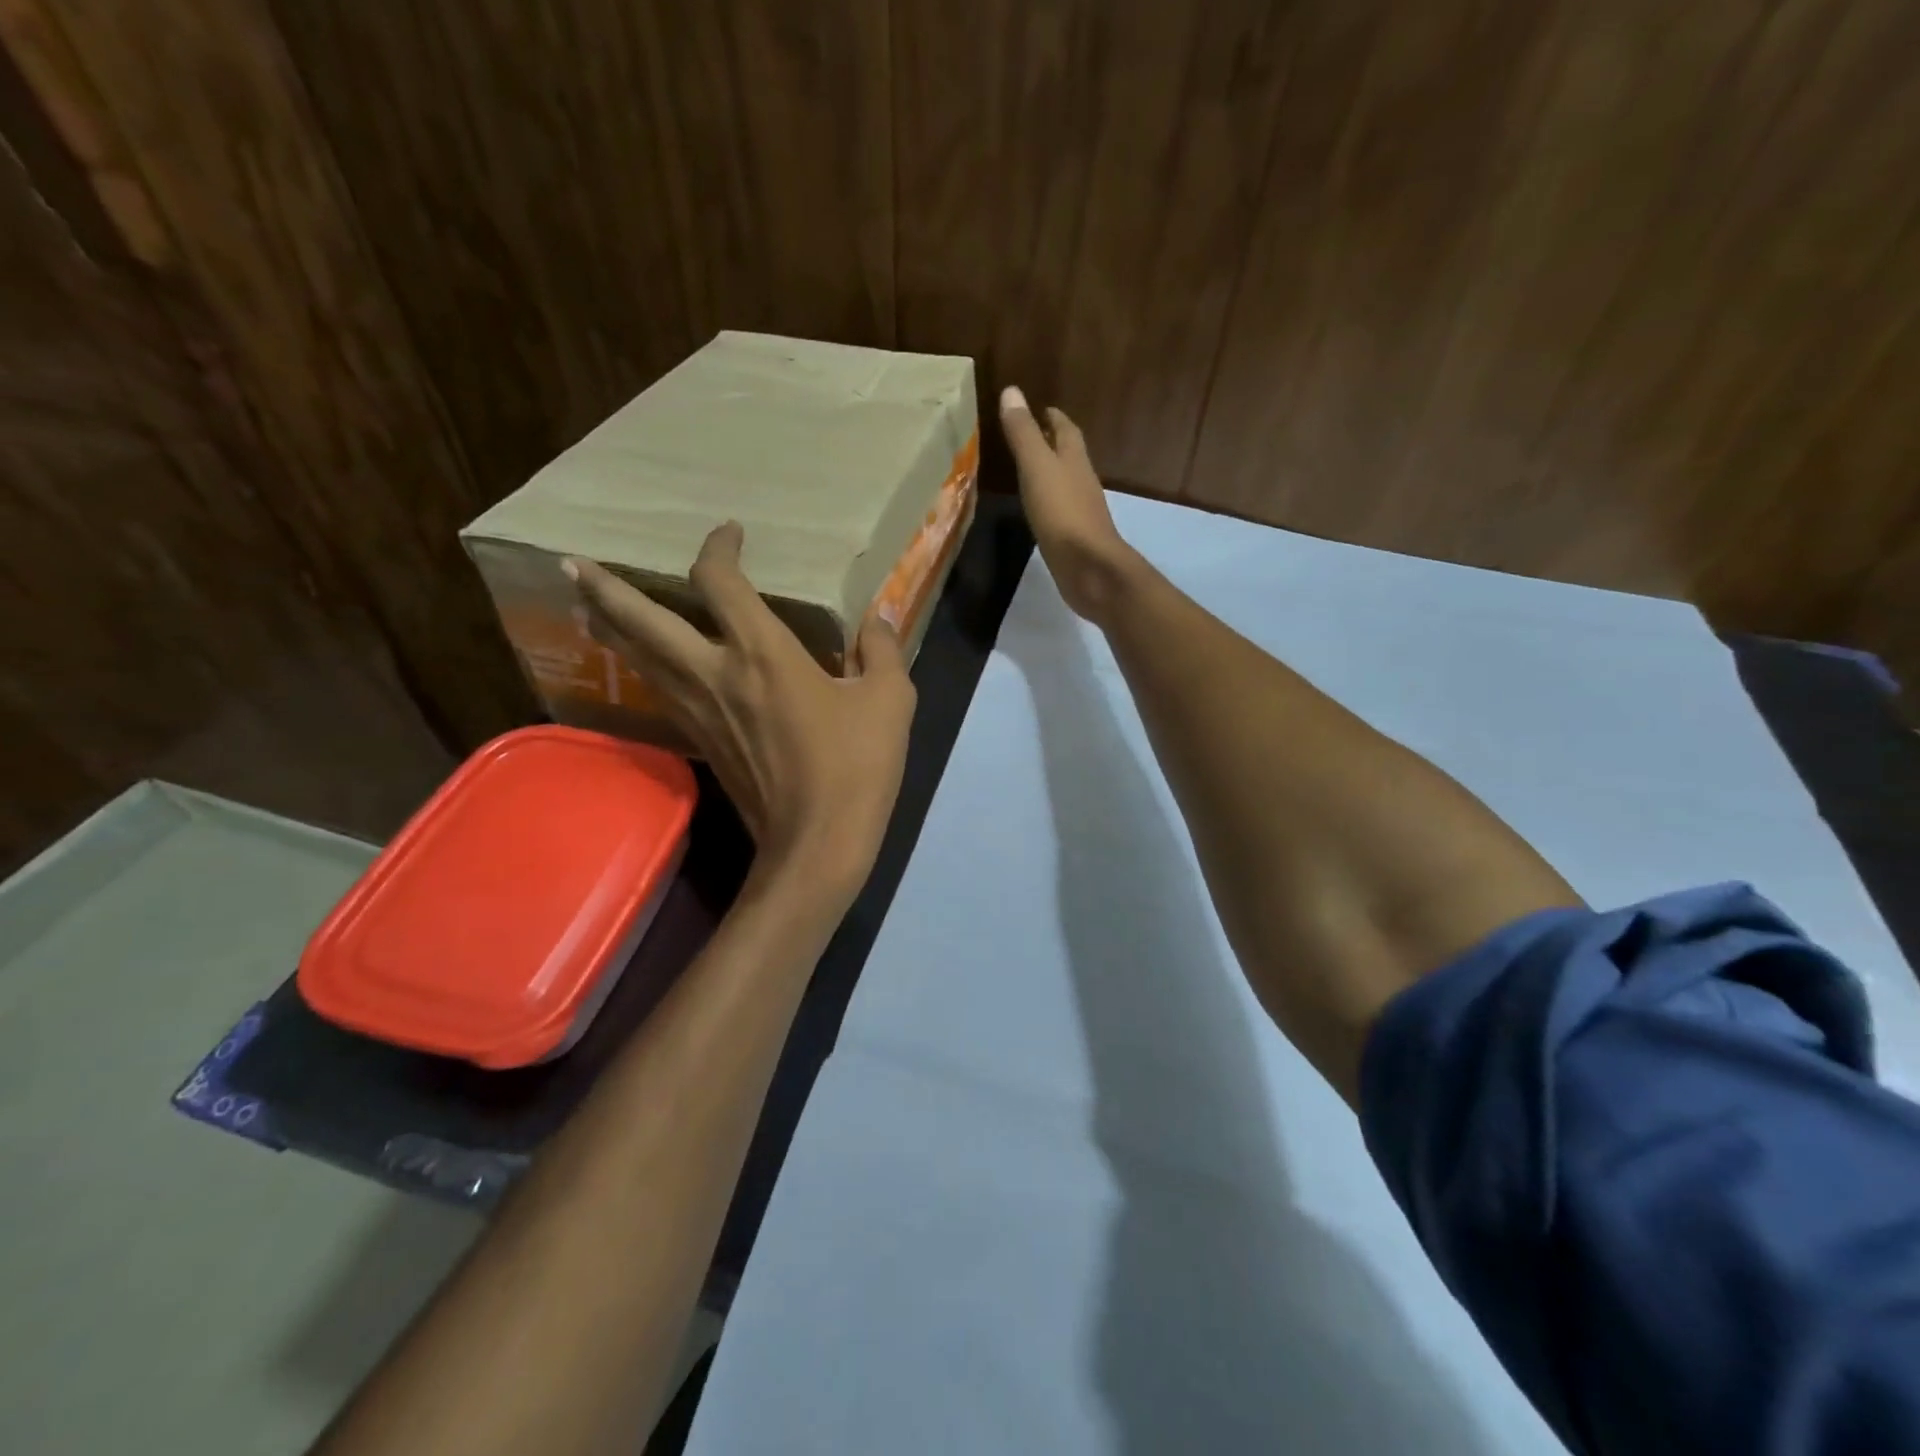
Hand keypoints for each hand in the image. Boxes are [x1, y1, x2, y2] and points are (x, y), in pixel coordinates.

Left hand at [564, 523, 915, 895]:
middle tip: (573, 566)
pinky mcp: (699, 743)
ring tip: (587, 607)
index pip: (721, 582)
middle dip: (607, 589)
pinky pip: (659, 692)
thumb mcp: (888, 700)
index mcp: (762, 654)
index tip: (730, 533)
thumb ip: (882, 650)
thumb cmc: (856, 766)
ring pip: (639, 660)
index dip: (719, 548)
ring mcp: (699, 712)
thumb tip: (879, 617)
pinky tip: (641, 666)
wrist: (817, 843)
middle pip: (644, 622)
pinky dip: (641, 668)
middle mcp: (715, 674)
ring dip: (610, 628)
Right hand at [999, 385, 1139, 622]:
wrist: (1089, 568)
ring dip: (1051, 474)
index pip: (1066, 430)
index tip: (1040, 408)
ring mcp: (1080, 512)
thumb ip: (1023, 433)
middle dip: (1053, 443)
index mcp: (1074, 460)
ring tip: (1030, 471)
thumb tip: (1011, 390)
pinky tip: (1038, 511)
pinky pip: (1060, 512)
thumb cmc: (1062, 513)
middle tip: (1032, 436)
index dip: (1053, 417)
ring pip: (1066, 483)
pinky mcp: (1075, 538)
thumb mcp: (1037, 468)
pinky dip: (1049, 503)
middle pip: (1069, 455)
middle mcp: (1082, 481)